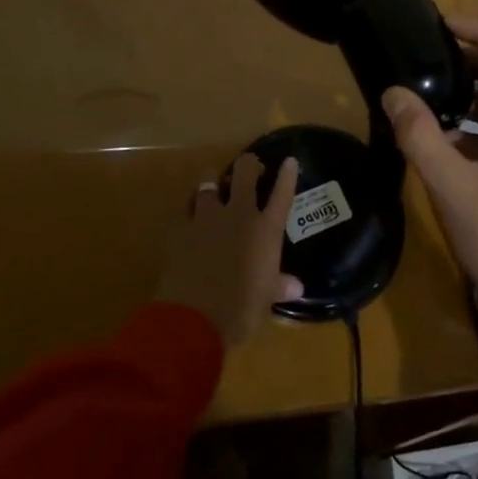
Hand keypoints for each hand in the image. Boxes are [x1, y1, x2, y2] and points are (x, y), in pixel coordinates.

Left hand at [155, 153, 304, 346]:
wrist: (194, 318)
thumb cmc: (240, 310)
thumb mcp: (265, 299)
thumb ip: (279, 286)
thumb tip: (296, 287)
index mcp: (265, 230)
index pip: (282, 194)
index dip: (287, 176)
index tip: (290, 161)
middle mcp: (238, 215)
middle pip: (244, 173)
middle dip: (248, 164)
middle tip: (250, 168)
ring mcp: (207, 217)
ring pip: (209, 181)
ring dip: (214, 180)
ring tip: (215, 186)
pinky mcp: (180, 228)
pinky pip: (186, 207)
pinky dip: (190, 207)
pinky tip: (191, 214)